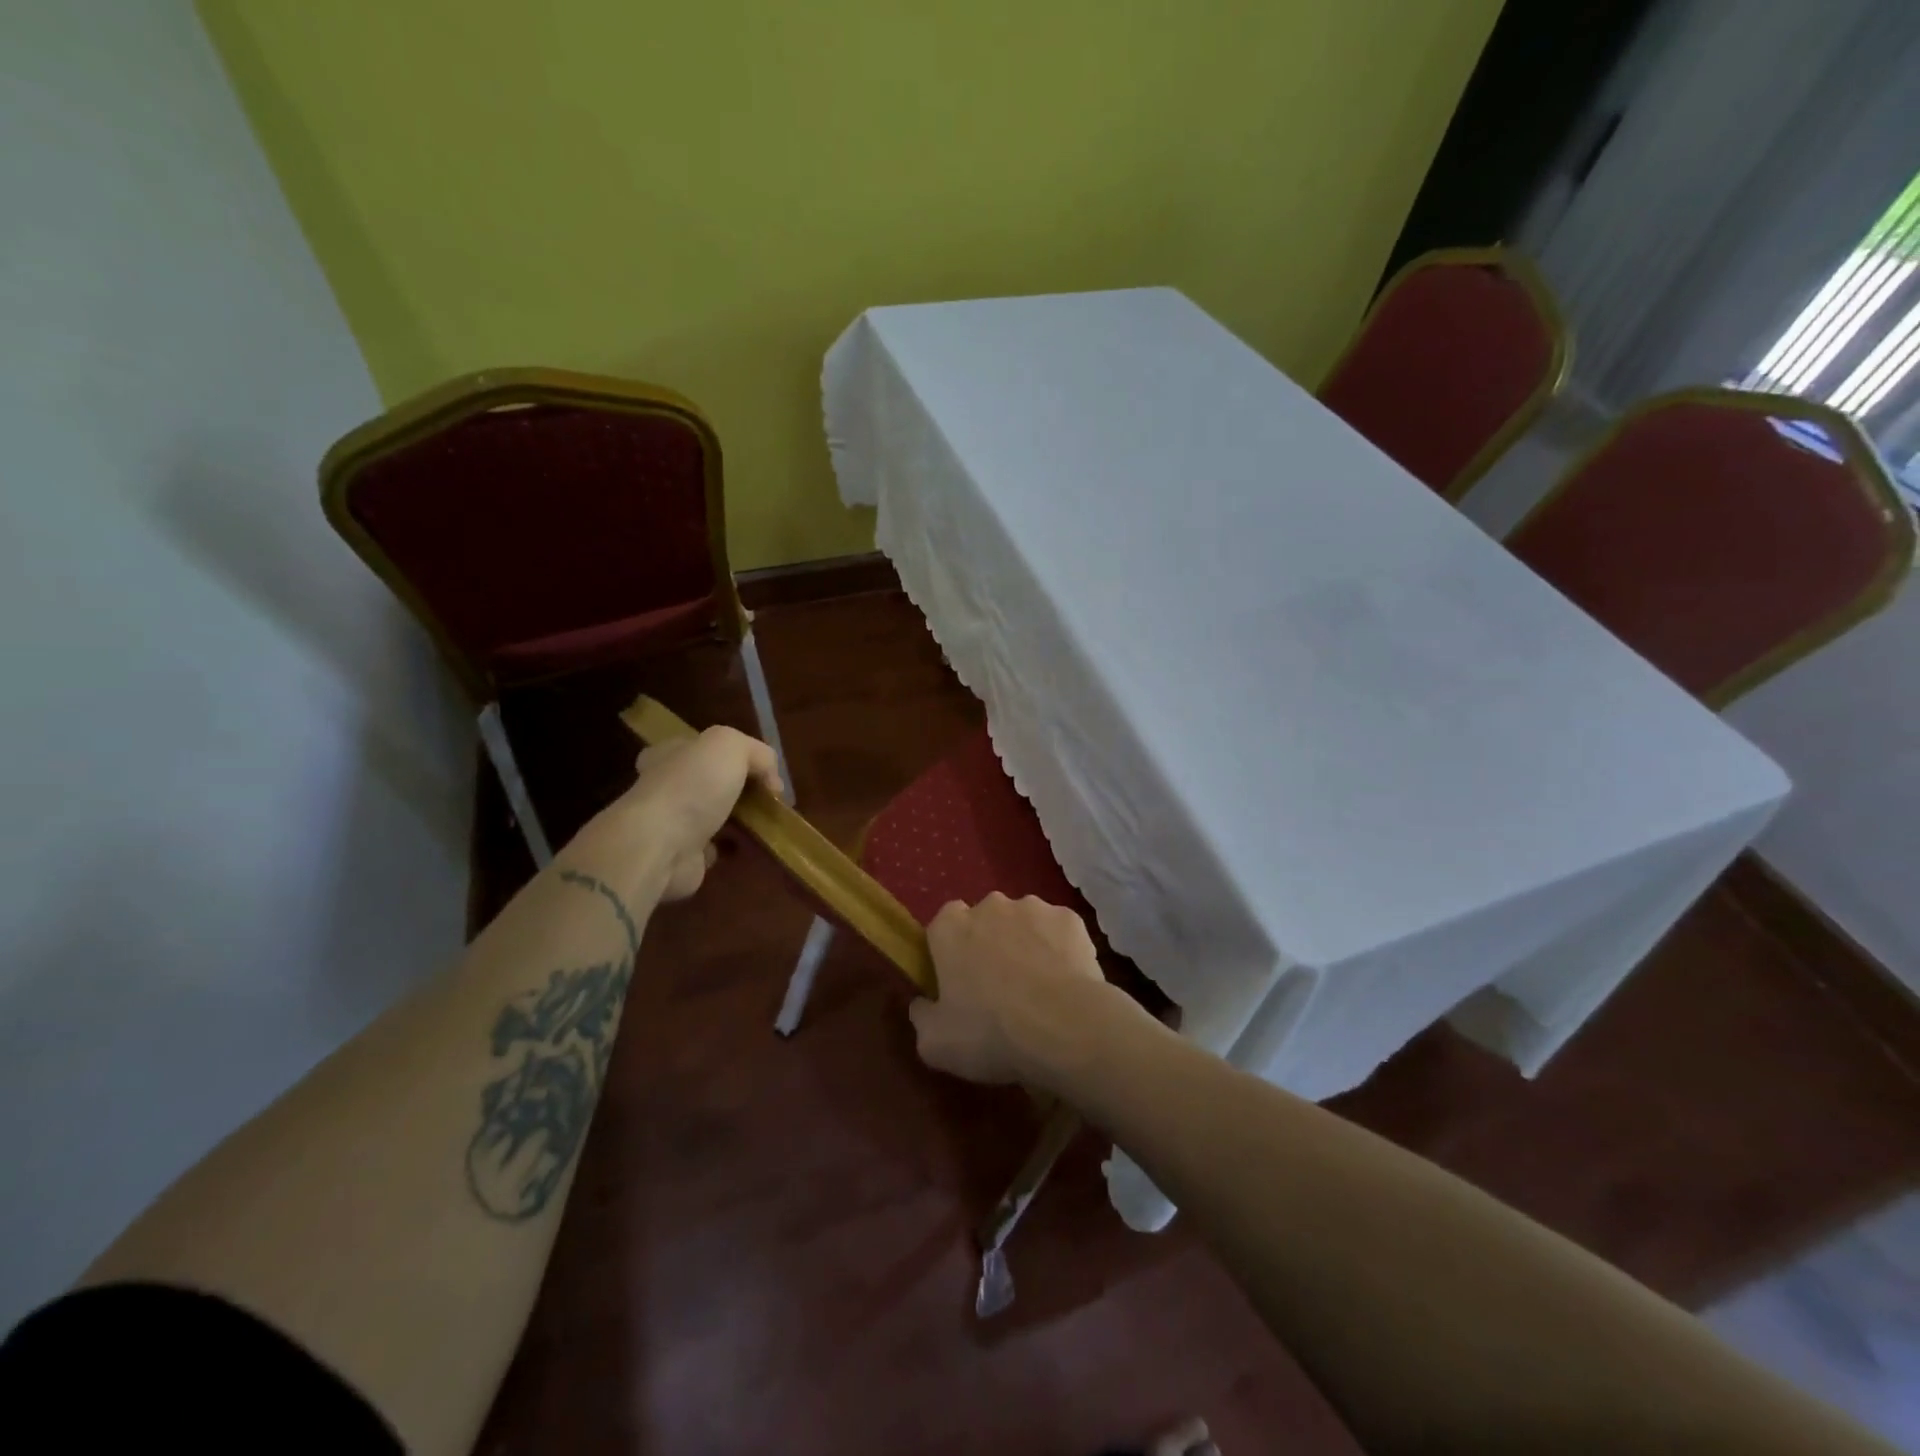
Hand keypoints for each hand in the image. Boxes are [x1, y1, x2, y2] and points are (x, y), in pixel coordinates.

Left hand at [569, 726, 782, 901]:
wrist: (662, 846)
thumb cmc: (692, 786)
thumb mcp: (731, 745)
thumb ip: (757, 753)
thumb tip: (771, 781)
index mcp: (669, 754)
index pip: (698, 747)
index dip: (729, 754)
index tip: (758, 769)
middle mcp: (666, 786)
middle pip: (708, 782)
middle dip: (737, 788)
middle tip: (766, 797)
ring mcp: (672, 824)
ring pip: (712, 815)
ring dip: (737, 819)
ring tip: (766, 821)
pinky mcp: (682, 856)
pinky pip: (713, 847)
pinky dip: (730, 847)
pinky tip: (749, 844)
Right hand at [909, 893, 1112, 1084]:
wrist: (1065, 1028)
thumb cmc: (991, 1033)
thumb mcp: (935, 1044)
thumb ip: (922, 1017)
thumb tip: (923, 1004)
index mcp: (950, 927)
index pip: (942, 927)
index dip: (950, 954)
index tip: (959, 984)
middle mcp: (989, 905)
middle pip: (984, 921)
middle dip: (989, 946)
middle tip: (999, 989)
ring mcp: (1033, 908)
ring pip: (1023, 924)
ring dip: (1025, 945)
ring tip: (1038, 989)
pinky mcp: (1070, 918)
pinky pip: (1057, 933)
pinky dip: (1059, 950)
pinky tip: (1066, 983)